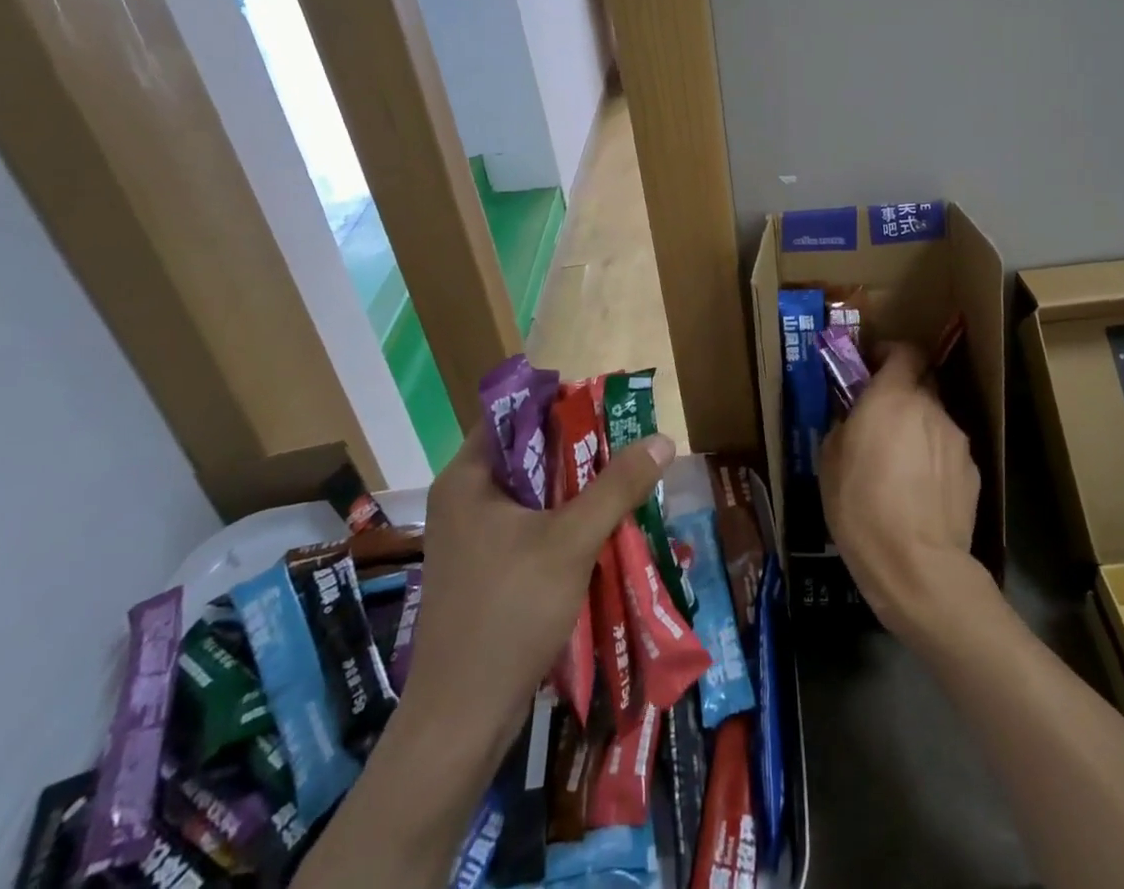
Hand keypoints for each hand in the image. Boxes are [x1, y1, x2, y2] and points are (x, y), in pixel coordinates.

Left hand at [403, 425, 673, 743]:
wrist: (461, 719)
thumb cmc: (509, 613)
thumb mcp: (571, 541)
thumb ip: (617, 486)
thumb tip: (663, 439)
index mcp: (467, 478)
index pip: (514, 414)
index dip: (560, 403)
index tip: (605, 407)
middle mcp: (463, 498)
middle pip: (527, 452)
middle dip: (577, 448)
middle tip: (625, 443)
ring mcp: (470, 536)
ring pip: (531, 492)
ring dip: (574, 487)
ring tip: (622, 480)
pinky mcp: (483, 568)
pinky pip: (527, 524)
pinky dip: (561, 519)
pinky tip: (600, 527)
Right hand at [820, 342, 982, 636]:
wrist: (918, 567)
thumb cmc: (862, 508)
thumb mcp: (829, 463)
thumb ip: (844, 426)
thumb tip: (853, 419)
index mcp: (892, 397)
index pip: (904, 350)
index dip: (889, 353)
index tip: (872, 366)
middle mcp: (930, 408)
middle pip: (921, 383)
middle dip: (902, 393)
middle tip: (881, 419)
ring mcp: (957, 440)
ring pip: (935, 420)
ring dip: (919, 430)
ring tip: (900, 467)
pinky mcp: (973, 472)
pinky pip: (948, 452)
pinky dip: (934, 460)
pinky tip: (920, 493)